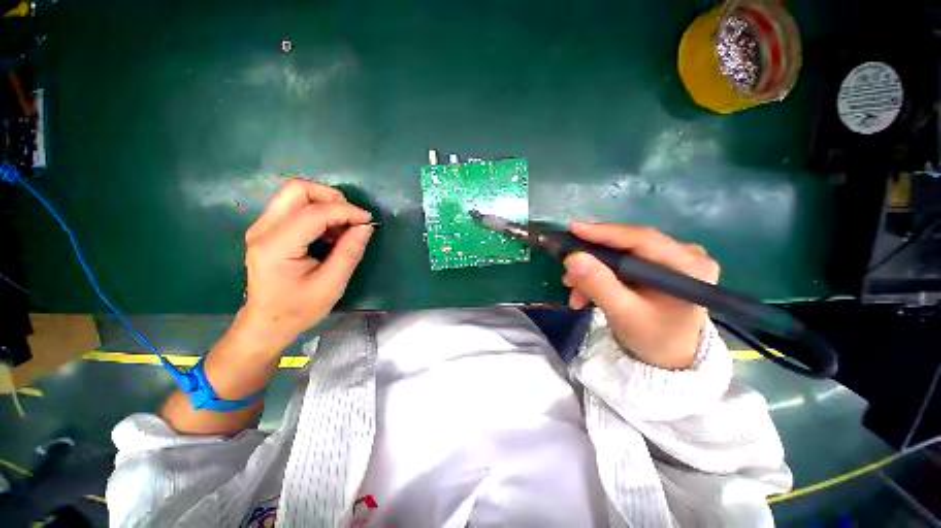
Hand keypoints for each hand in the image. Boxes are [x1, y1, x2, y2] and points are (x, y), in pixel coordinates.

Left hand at [240, 179, 373, 349]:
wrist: (267, 322)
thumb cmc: (299, 309)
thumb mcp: (332, 285)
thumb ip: (350, 252)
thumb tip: (366, 226)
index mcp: (277, 246)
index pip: (314, 212)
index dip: (346, 211)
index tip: (368, 220)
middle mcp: (264, 229)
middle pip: (297, 189)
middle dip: (331, 197)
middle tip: (351, 217)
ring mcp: (262, 227)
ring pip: (296, 194)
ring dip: (325, 203)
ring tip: (343, 228)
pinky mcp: (267, 229)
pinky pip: (294, 206)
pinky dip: (318, 212)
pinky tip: (330, 232)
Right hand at [562, 223, 719, 369]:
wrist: (670, 357)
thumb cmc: (653, 338)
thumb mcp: (623, 313)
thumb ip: (598, 285)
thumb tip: (572, 258)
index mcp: (689, 266)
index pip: (642, 239)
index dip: (604, 233)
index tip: (572, 229)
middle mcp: (685, 254)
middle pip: (627, 246)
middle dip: (593, 260)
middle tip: (567, 273)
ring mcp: (671, 258)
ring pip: (620, 255)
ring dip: (593, 272)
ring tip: (574, 292)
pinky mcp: (657, 265)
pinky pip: (621, 263)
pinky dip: (600, 276)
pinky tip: (585, 293)